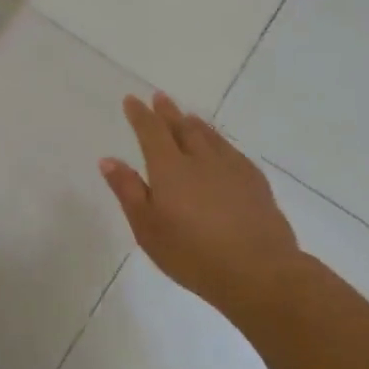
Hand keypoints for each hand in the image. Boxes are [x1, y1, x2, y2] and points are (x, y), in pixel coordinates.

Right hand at [100, 93, 300, 309]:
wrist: (260, 272)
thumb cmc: (192, 253)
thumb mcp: (147, 228)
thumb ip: (128, 191)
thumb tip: (109, 159)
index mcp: (169, 168)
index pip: (151, 131)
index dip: (140, 115)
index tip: (132, 100)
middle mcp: (200, 159)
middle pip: (182, 127)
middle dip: (168, 112)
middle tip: (160, 97)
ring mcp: (231, 169)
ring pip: (210, 137)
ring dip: (195, 123)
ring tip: (188, 116)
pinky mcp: (255, 183)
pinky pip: (232, 151)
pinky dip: (220, 142)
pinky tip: (222, 148)